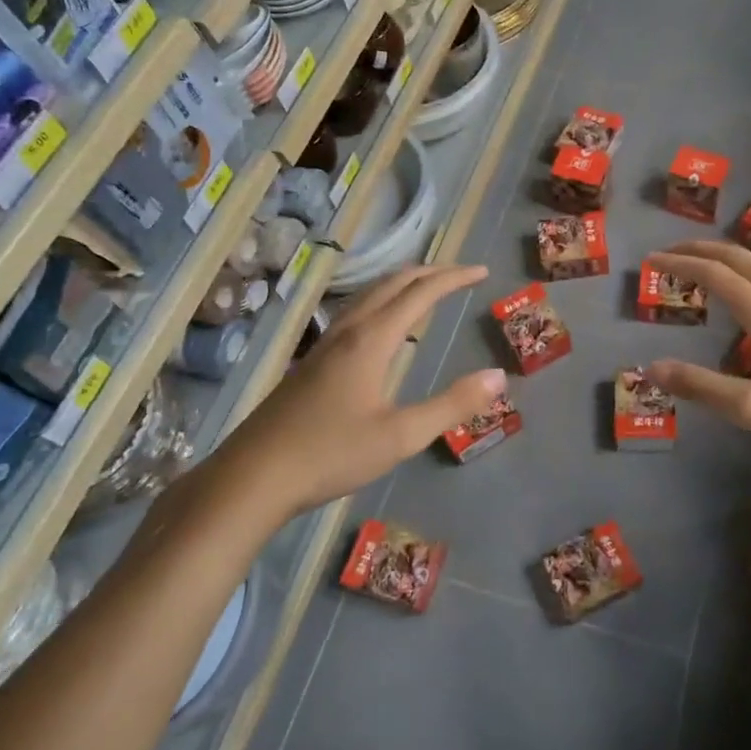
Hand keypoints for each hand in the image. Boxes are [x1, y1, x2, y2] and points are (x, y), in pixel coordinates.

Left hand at [212, 264, 505, 514]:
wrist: (252, 477)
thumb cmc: (331, 454)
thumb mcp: (401, 436)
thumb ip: (452, 405)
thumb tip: (498, 376)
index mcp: (371, 340)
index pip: (420, 293)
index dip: (454, 278)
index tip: (482, 272)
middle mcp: (347, 332)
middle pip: (392, 284)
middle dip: (430, 272)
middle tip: (461, 274)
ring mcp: (324, 346)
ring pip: (368, 296)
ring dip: (402, 284)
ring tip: (426, 289)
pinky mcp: (311, 363)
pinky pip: (355, 313)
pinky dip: (382, 303)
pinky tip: (382, 329)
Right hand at [643, 241, 750, 476]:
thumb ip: (701, 387)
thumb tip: (652, 368)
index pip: (715, 274)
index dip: (680, 263)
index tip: (651, 260)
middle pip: (740, 258)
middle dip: (702, 249)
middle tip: (670, 252)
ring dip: (726, 261)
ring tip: (700, 269)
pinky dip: (745, 277)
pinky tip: (744, 301)